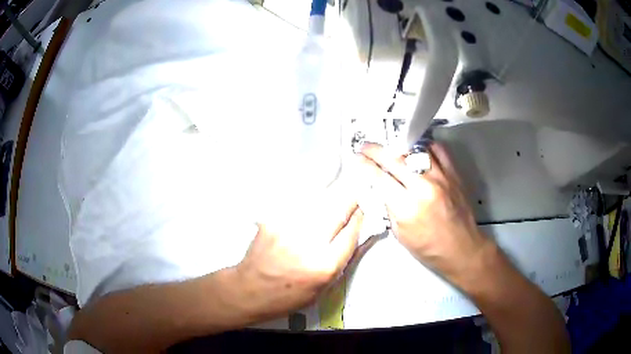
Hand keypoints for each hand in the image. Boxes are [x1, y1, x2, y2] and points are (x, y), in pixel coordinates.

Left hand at [234, 179, 362, 320]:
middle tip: (355, 195)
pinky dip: (306, 203)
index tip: (362, 211)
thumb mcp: (321, 290)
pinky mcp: (272, 222)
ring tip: (334, 194)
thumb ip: (338, 264)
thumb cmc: (286, 297)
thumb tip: (353, 239)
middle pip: (336, 213)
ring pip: (317, 204)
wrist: (249, 290)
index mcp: (323, 267)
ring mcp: (288, 230)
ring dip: (328, 198)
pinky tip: (308, 203)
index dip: (359, 220)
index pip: (350, 235)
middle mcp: (307, 245)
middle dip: (349, 202)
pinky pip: (296, 206)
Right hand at [360, 142, 489, 281]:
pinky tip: (417, 150)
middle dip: (376, 150)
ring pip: (415, 149)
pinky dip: (425, 146)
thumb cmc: (430, 248)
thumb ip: (389, 207)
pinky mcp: (454, 174)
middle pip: (394, 159)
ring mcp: (441, 178)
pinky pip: (438, 150)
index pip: (379, 178)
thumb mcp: (400, 233)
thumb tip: (380, 187)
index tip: (358, 159)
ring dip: (398, 146)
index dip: (365, 166)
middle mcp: (424, 188)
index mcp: (407, 207)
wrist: (461, 249)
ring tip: (390, 147)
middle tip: (366, 146)